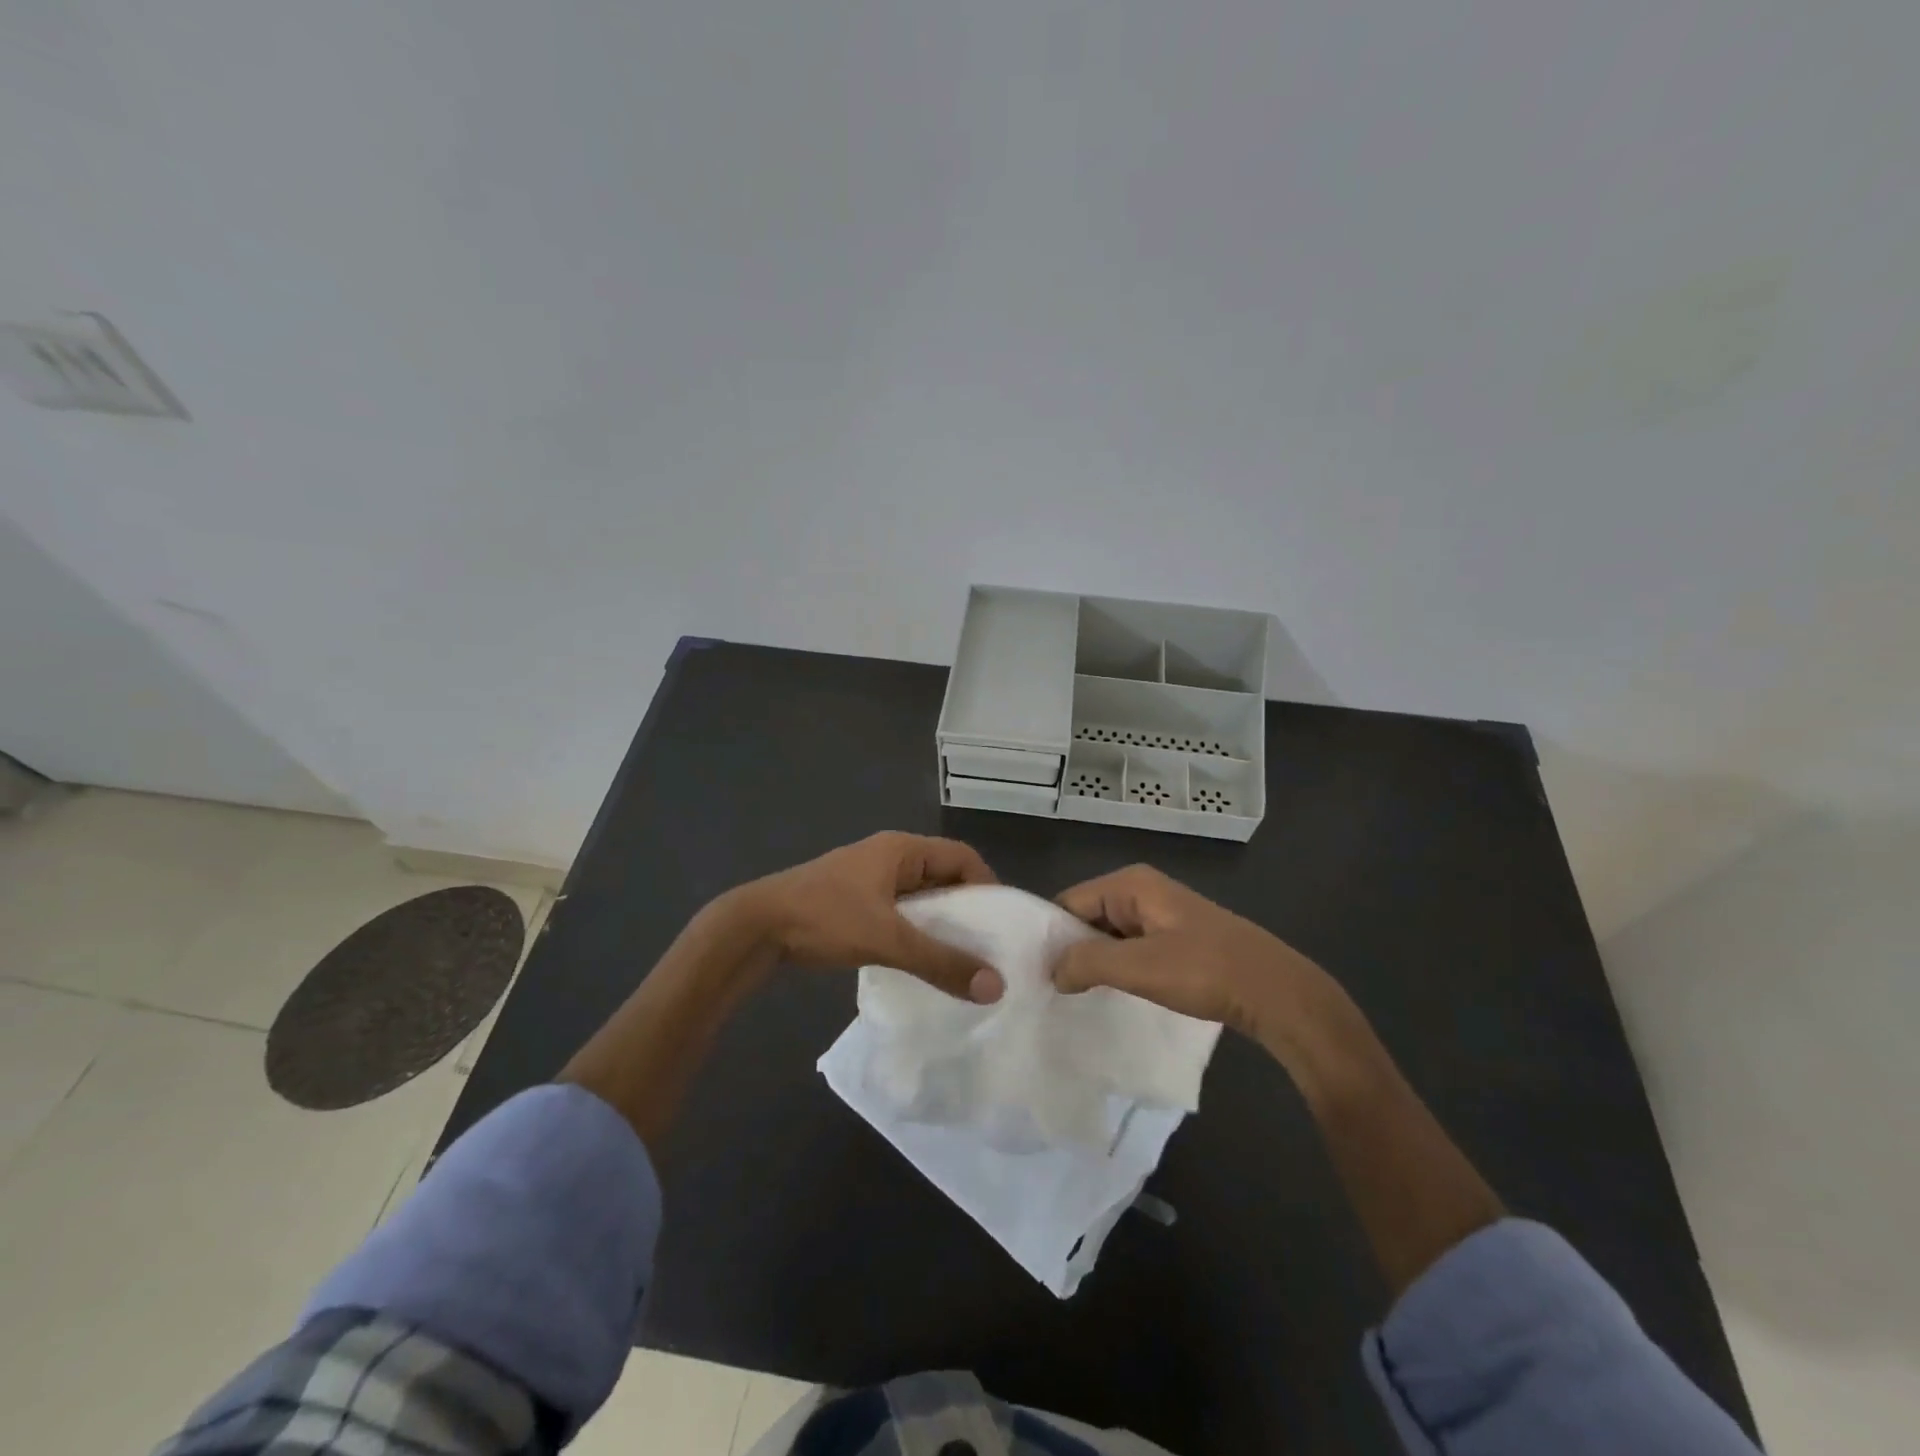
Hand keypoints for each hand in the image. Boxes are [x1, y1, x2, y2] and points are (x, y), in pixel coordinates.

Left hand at [732, 832, 1004, 1001]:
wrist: (756, 928)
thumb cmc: (825, 918)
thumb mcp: (887, 939)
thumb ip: (940, 962)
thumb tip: (995, 987)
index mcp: (901, 849)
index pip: (962, 856)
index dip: (987, 885)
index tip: (1003, 924)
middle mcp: (889, 857)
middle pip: (943, 875)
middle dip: (967, 908)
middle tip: (989, 946)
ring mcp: (869, 879)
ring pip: (920, 897)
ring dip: (941, 923)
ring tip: (962, 958)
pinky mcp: (854, 902)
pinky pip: (900, 912)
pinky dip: (916, 931)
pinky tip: (922, 960)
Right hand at [1052, 864, 1348, 1046]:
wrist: (1275, 992)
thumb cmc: (1204, 970)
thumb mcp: (1139, 967)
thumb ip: (1087, 962)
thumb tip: (1052, 970)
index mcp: (1130, 884)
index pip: (1069, 902)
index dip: (1050, 936)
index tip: (1033, 973)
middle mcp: (1141, 890)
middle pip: (1087, 916)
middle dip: (1071, 950)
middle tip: (1049, 989)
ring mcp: (1160, 914)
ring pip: (1108, 935)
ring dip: (1095, 962)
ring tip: (1074, 996)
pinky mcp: (1175, 937)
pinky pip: (1130, 947)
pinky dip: (1118, 968)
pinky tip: (1111, 994)